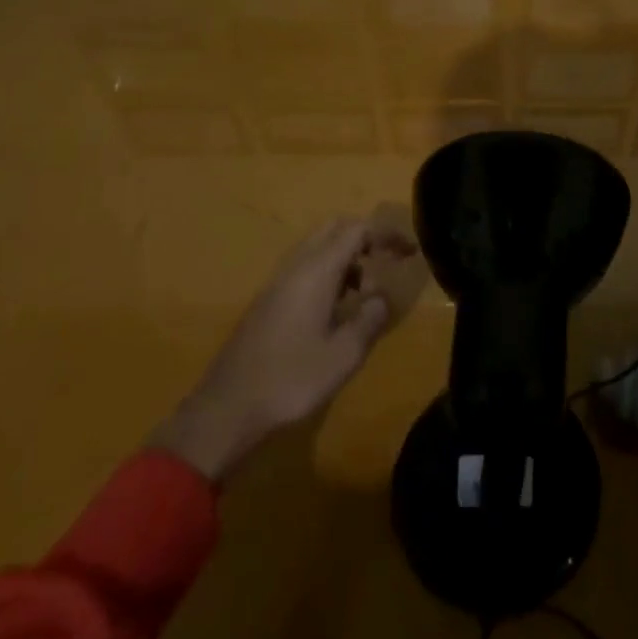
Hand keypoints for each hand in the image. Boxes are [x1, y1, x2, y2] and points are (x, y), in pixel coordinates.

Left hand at [151, 213, 415, 481]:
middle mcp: (296, 267)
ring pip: (318, 248)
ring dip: (347, 258)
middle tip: (388, 261)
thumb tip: (382, 298)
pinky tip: (337, 308)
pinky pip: (305, 268)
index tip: (410, 251)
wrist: (226, 409)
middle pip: (335, 229)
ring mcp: (278, 282)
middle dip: (366, 238)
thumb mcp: (343, 355)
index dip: (387, 234)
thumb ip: (369, 320)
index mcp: (316, 271)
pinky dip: (329, 273)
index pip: (357, 230)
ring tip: (367, 292)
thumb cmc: (290, 380)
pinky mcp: (268, 301)